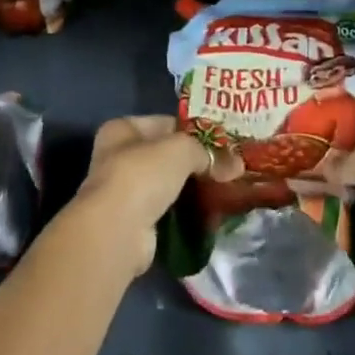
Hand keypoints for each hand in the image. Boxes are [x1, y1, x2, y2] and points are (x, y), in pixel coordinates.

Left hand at [69, 116, 220, 276]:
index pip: (166, 123)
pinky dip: (187, 214)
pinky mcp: (134, 224)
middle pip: (168, 156)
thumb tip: (237, 165)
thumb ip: (209, 153)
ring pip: (169, 186)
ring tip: (226, 192)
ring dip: (194, 191)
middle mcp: (118, 157)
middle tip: (229, 169)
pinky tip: (211, 216)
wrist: (117, 231)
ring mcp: (125, 193)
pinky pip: (169, 213)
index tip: (223, 142)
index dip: (195, 131)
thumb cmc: (143, 174)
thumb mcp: (182, 150)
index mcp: (122, 129)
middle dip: (197, 164)